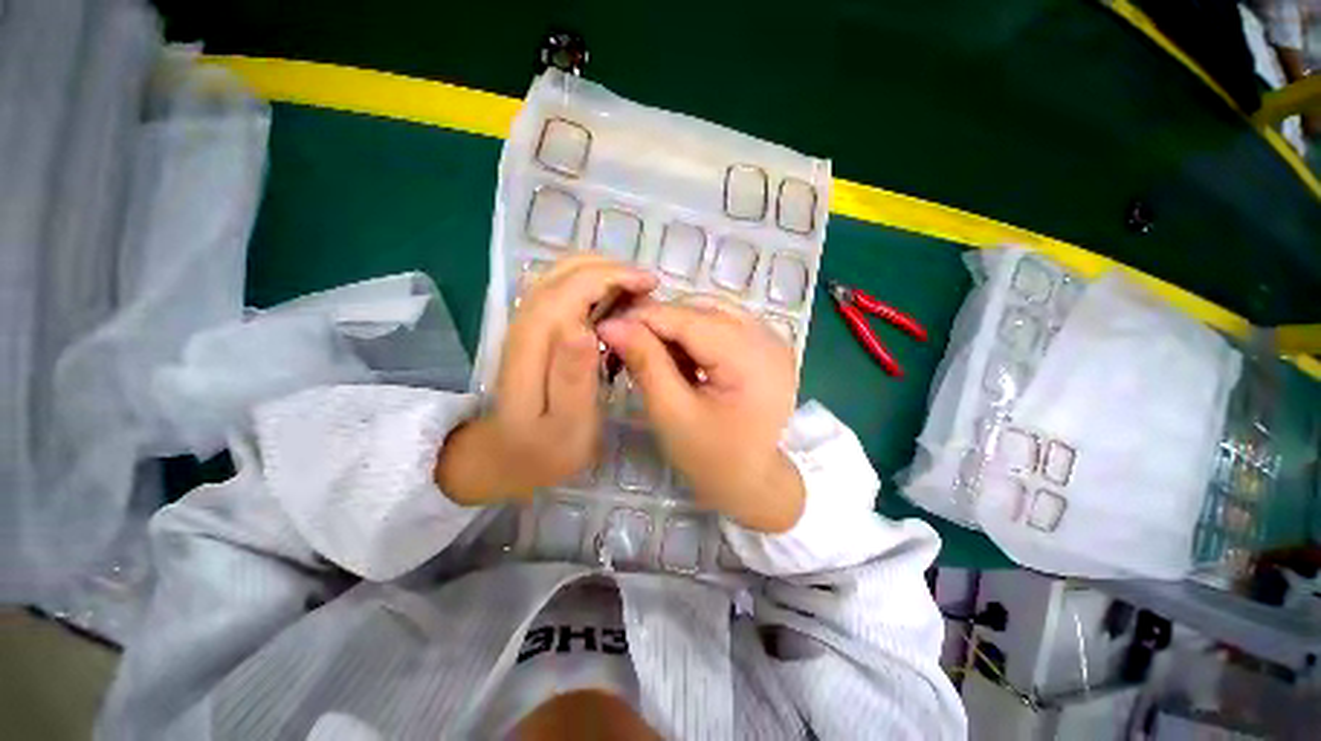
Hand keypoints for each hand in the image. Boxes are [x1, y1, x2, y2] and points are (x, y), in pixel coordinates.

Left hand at [436, 255, 656, 504]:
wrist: (504, 455)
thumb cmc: (544, 448)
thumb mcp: (567, 425)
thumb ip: (574, 378)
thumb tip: (585, 327)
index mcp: (536, 343)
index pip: (572, 288)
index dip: (613, 277)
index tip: (650, 284)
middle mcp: (526, 322)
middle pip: (565, 271)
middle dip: (611, 268)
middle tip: (649, 287)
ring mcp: (526, 322)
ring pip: (562, 274)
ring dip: (601, 272)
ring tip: (636, 290)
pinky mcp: (534, 328)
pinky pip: (562, 289)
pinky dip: (590, 283)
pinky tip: (612, 300)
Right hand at [597, 298, 804, 532]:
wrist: (754, 482)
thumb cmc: (711, 458)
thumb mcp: (671, 412)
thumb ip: (645, 362)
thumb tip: (612, 324)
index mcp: (750, 358)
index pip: (689, 318)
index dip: (644, 317)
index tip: (606, 325)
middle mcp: (769, 338)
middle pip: (702, 309)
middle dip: (660, 322)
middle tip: (628, 342)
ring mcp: (773, 340)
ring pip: (712, 311)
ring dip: (677, 327)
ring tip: (654, 353)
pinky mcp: (769, 346)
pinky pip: (725, 324)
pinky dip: (697, 333)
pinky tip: (682, 357)